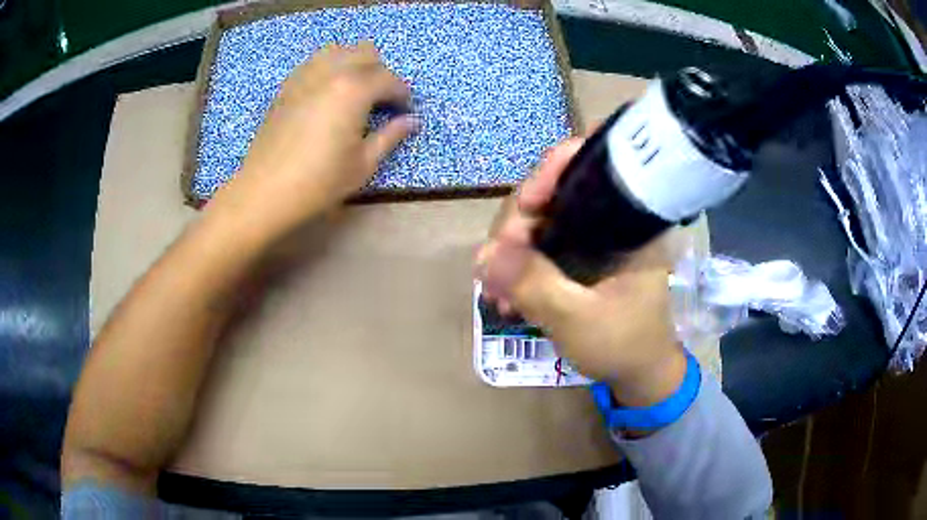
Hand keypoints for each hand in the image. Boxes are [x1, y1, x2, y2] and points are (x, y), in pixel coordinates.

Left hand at [206, 42, 416, 245]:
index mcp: (354, 89)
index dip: (402, 94)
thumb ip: (390, 136)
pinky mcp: (287, 86)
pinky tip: (327, 93)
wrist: (265, 191)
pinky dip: (328, 68)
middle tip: (380, 100)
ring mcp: (304, 76)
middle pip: (365, 53)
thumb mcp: (363, 164)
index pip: (389, 79)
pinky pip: (313, 63)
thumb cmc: (319, 182)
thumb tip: (412, 121)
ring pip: (338, 50)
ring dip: (353, 63)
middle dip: (380, 72)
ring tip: (354, 91)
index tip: (405, 111)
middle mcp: (330, 72)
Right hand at [476, 138, 686, 406]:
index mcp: (630, 219)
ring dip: (510, 250)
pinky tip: (504, 293)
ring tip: (493, 289)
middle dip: (516, 226)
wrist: (639, 374)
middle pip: (553, 193)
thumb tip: (484, 255)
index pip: (590, 166)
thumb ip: (535, 285)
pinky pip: (540, 245)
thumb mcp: (579, 319)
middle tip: (493, 267)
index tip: (523, 210)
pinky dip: (518, 264)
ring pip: (540, 221)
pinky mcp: (579, 255)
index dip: (550, 174)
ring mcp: (592, 237)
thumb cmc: (624, 345)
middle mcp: (611, 217)